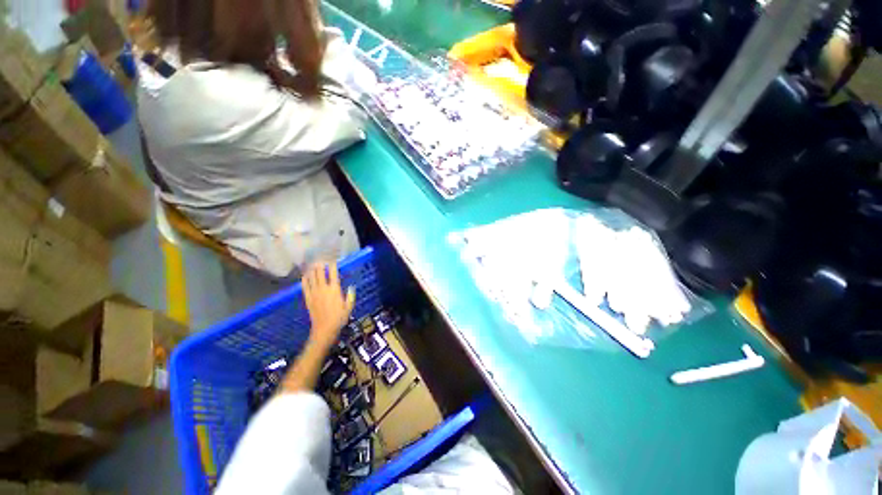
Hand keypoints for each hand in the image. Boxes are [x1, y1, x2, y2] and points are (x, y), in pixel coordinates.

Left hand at [302, 262, 355, 348]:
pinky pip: (305, 286)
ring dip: (312, 270)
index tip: (332, 260)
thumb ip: (350, 295)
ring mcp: (314, 293)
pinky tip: (305, 275)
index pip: (333, 274)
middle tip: (321, 259)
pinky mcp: (308, 298)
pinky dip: (305, 280)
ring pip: (312, 278)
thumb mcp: (349, 306)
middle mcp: (323, 288)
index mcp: (335, 289)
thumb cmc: (339, 317)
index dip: (332, 265)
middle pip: (320, 273)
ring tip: (313, 263)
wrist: (324, 328)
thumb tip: (351, 287)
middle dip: (320, 265)